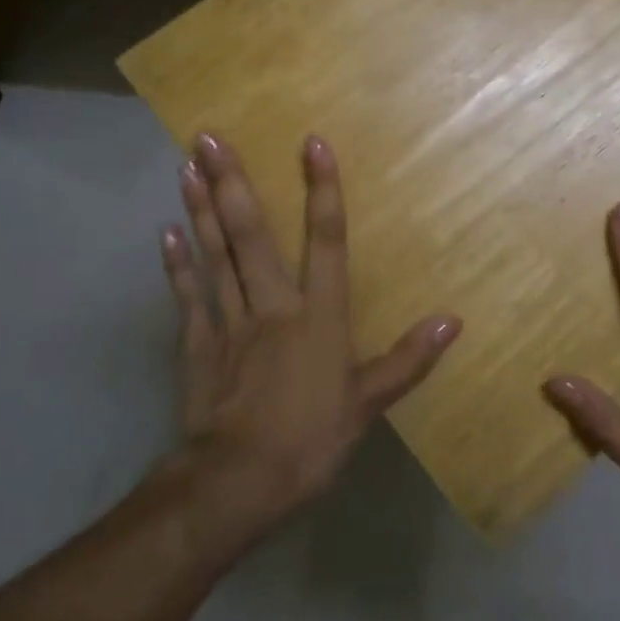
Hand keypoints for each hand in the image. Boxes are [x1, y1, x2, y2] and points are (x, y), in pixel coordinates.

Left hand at [160, 131, 460, 539]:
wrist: (239, 484)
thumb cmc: (311, 440)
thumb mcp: (369, 404)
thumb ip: (409, 358)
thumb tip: (453, 319)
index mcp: (318, 316)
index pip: (326, 241)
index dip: (322, 191)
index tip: (312, 144)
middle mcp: (272, 305)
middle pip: (252, 235)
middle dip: (233, 183)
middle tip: (208, 136)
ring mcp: (230, 323)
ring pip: (215, 256)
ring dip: (199, 210)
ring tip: (185, 167)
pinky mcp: (198, 347)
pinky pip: (189, 298)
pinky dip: (178, 266)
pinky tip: (166, 233)